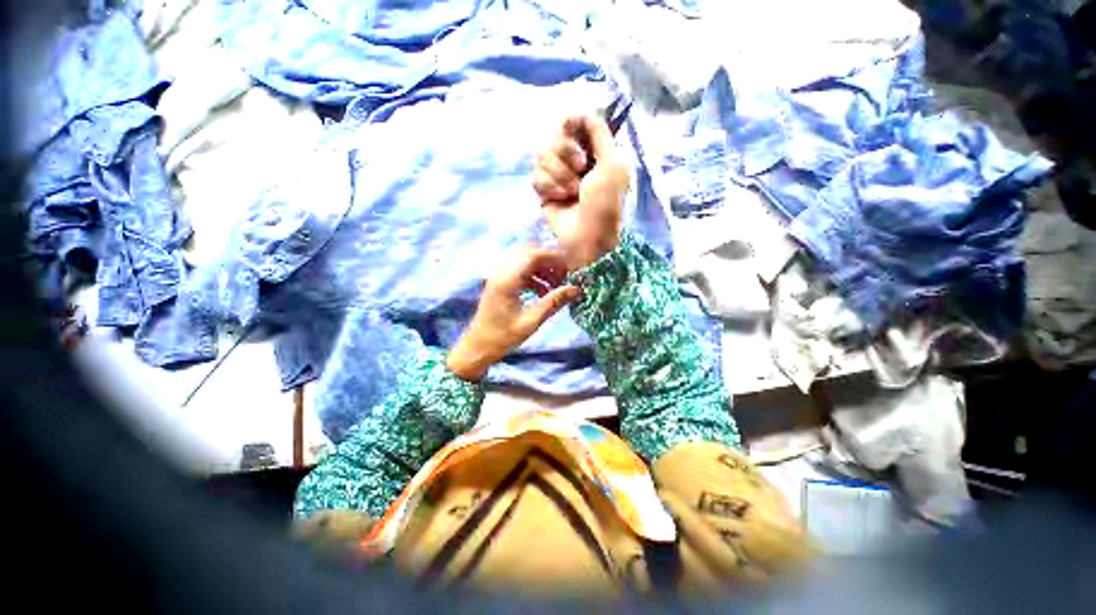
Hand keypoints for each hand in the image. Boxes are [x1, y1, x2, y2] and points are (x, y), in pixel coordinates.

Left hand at [446, 248, 580, 381]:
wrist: (477, 347)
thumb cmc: (502, 337)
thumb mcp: (531, 321)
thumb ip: (553, 302)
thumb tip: (576, 289)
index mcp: (507, 280)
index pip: (532, 255)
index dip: (553, 258)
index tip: (570, 268)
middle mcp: (501, 273)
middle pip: (529, 254)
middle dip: (549, 262)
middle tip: (564, 276)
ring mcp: (499, 277)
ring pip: (525, 262)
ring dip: (542, 269)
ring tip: (557, 285)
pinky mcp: (500, 284)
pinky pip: (520, 272)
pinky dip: (534, 277)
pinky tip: (544, 292)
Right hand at [533, 115, 629, 271]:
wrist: (588, 236)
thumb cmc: (605, 202)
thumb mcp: (613, 163)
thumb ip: (599, 132)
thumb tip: (581, 110)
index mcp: (595, 153)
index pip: (574, 126)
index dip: (570, 124)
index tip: (569, 126)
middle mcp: (575, 163)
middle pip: (556, 138)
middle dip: (567, 153)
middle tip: (581, 169)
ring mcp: (558, 177)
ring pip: (543, 156)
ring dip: (559, 174)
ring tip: (572, 192)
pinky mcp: (545, 192)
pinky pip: (536, 176)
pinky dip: (549, 187)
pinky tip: (560, 199)